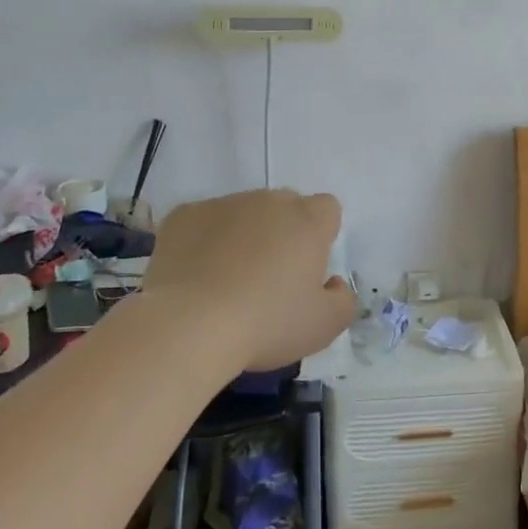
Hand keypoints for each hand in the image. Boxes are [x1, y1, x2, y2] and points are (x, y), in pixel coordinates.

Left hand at [143, 190, 357, 371]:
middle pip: (284, 207)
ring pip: (243, 213)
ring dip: (243, 236)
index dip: (322, 234)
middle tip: (270, 278)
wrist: (188, 325)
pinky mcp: (184, 214)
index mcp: (307, 222)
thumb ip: (343, 299)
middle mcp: (268, 202)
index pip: (327, 208)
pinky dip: (204, 241)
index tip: (308, 267)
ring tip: (226, 281)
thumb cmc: (266, 324)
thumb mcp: (324, 326)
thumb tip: (332, 283)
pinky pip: (203, 222)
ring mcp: (223, 204)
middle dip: (282, 233)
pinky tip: (195, 276)